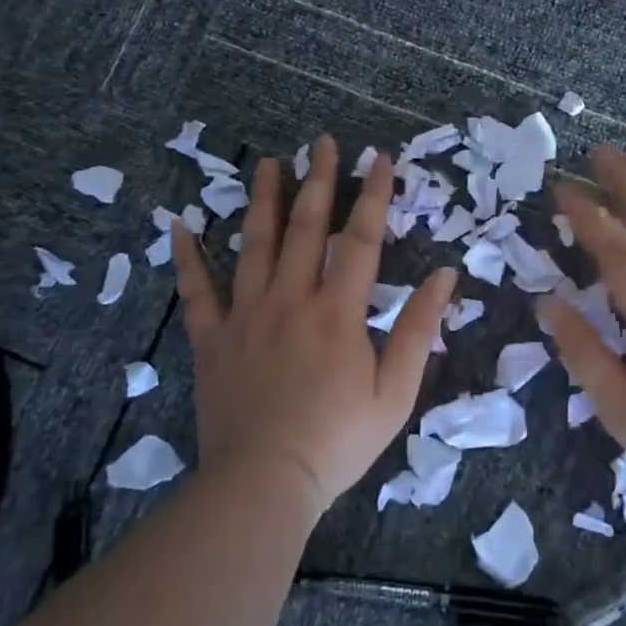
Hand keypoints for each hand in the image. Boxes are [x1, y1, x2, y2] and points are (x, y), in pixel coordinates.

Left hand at [172, 134, 455, 513]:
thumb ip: (419, 330)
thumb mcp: (396, 392)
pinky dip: (189, 256)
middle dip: (318, 181)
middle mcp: (291, 299)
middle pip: (305, 228)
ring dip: (263, 199)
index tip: (379, 158)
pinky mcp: (212, 339)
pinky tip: (181, 224)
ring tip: (268, 162)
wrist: (264, 483)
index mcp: (338, 312)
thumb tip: (444, 277)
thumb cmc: (338, 441)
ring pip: (253, 244)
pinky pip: (197, 290)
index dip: (373, 195)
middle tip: (322, 142)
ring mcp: (246, 315)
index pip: (360, 239)